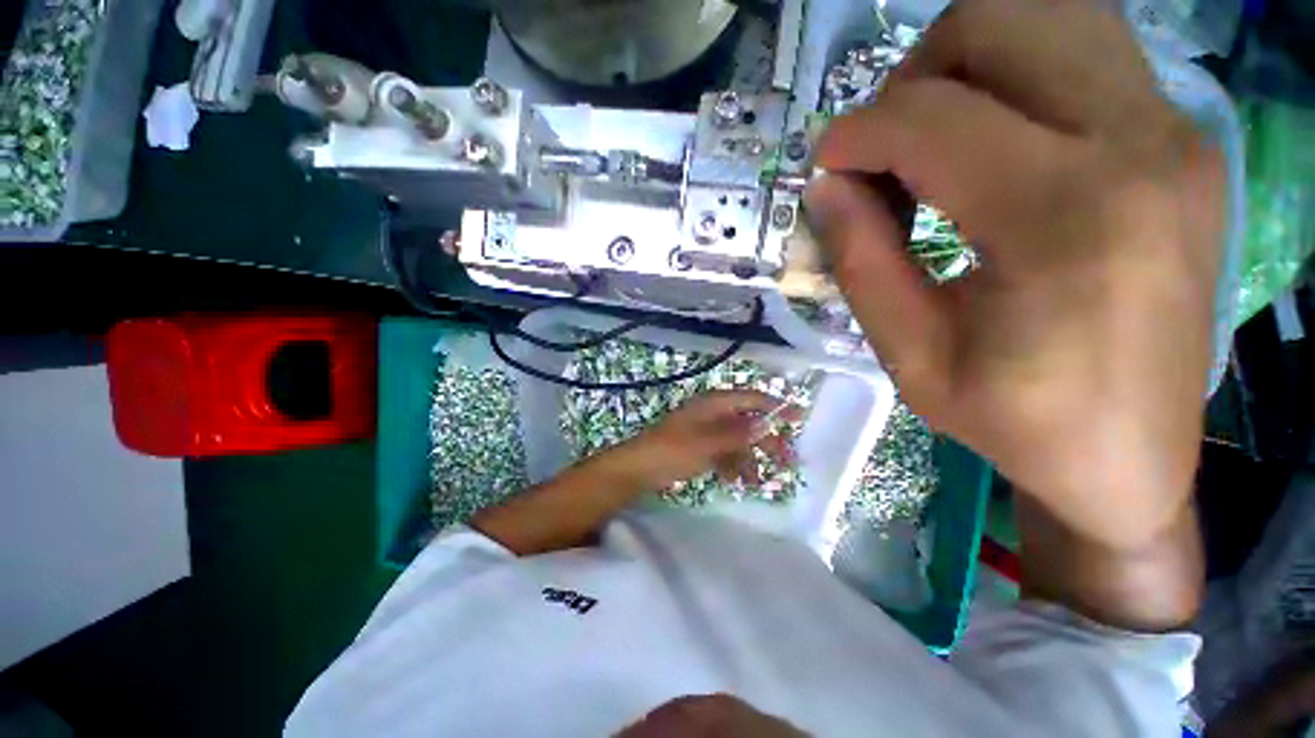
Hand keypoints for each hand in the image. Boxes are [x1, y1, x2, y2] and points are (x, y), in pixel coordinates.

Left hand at [612, 390, 799, 491]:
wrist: (637, 469)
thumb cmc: (670, 451)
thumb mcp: (705, 443)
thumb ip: (736, 434)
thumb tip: (766, 424)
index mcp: (713, 404)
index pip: (750, 399)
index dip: (775, 406)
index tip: (799, 417)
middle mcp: (712, 414)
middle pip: (747, 422)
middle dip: (766, 440)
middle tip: (788, 459)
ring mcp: (706, 432)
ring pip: (737, 441)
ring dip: (749, 459)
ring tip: (758, 481)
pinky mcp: (700, 447)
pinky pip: (724, 453)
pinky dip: (733, 465)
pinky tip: (738, 481)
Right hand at [805, 0, 1220, 624]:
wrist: (1133, 456)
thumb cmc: (1017, 422)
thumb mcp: (911, 357)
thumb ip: (861, 262)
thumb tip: (824, 186)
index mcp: (1067, 218)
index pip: (932, 119)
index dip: (856, 134)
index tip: (823, 168)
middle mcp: (1138, 145)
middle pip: (1002, 20)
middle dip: (916, 74)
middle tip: (886, 149)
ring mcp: (1175, 132)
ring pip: (1050, 16)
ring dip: (967, 64)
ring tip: (934, 141)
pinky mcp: (1182, 140)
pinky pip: (1084, 55)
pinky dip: (1016, 78)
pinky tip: (991, 148)